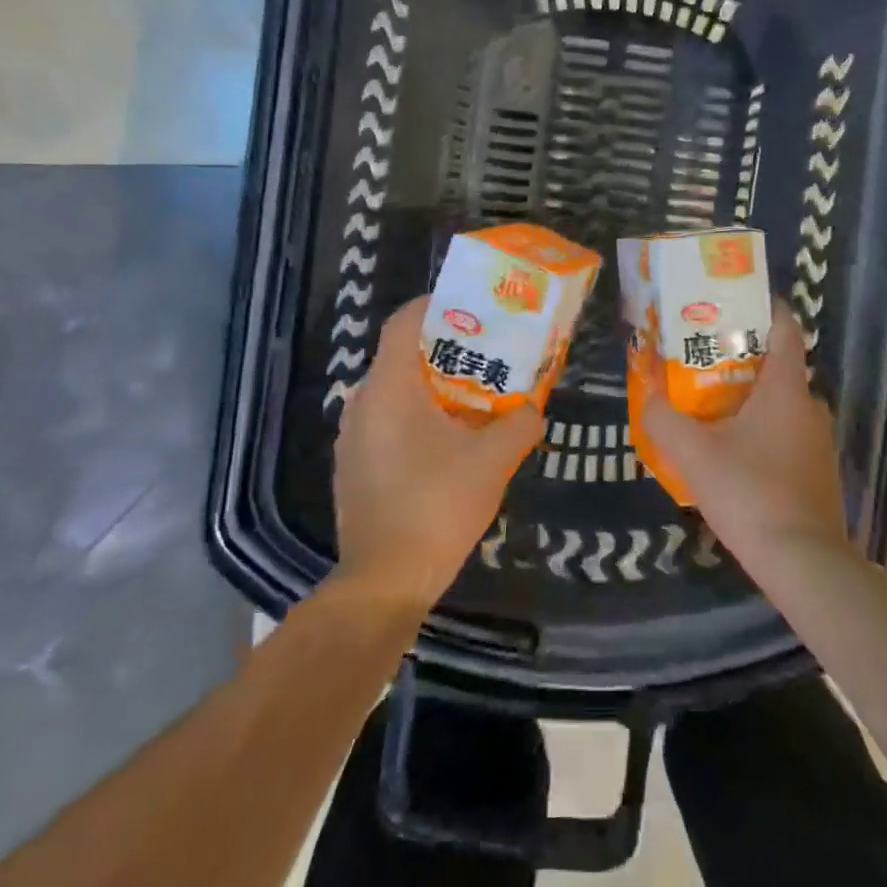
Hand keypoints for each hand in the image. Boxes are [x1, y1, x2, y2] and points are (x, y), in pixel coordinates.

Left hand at [331, 297, 542, 614]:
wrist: (384, 581)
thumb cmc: (437, 506)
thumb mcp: (493, 461)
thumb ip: (520, 425)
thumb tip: (533, 410)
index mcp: (390, 388)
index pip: (404, 322)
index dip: (435, 305)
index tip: (471, 308)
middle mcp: (362, 402)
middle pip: (401, 355)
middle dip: (444, 349)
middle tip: (486, 354)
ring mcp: (352, 437)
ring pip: (394, 392)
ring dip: (432, 387)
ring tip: (473, 397)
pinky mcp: (353, 466)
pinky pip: (386, 422)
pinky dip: (416, 417)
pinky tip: (448, 443)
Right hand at [639, 301, 850, 571]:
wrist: (803, 562)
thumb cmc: (750, 492)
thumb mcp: (694, 453)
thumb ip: (663, 418)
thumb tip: (647, 394)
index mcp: (786, 388)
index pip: (786, 328)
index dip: (766, 308)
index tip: (735, 303)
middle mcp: (810, 406)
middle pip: (779, 366)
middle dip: (743, 357)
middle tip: (703, 358)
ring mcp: (819, 441)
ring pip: (782, 404)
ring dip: (751, 398)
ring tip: (711, 404)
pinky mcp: (819, 471)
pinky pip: (788, 434)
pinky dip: (763, 430)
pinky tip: (733, 452)